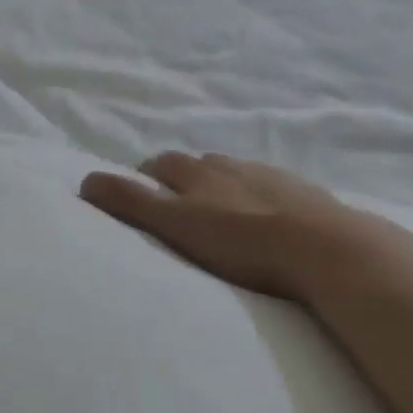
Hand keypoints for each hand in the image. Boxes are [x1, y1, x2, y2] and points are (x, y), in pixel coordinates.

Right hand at [81, 152, 356, 301]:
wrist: (328, 249)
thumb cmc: (242, 241)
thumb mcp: (175, 224)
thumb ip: (130, 203)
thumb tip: (84, 180)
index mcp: (197, 171)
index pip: (161, 164)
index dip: (146, 177)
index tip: (142, 195)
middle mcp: (230, 165)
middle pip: (197, 166)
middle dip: (183, 180)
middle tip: (179, 208)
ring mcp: (271, 177)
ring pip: (236, 175)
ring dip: (223, 189)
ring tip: (222, 217)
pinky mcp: (307, 196)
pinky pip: (275, 192)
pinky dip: (263, 201)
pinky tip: (270, 222)